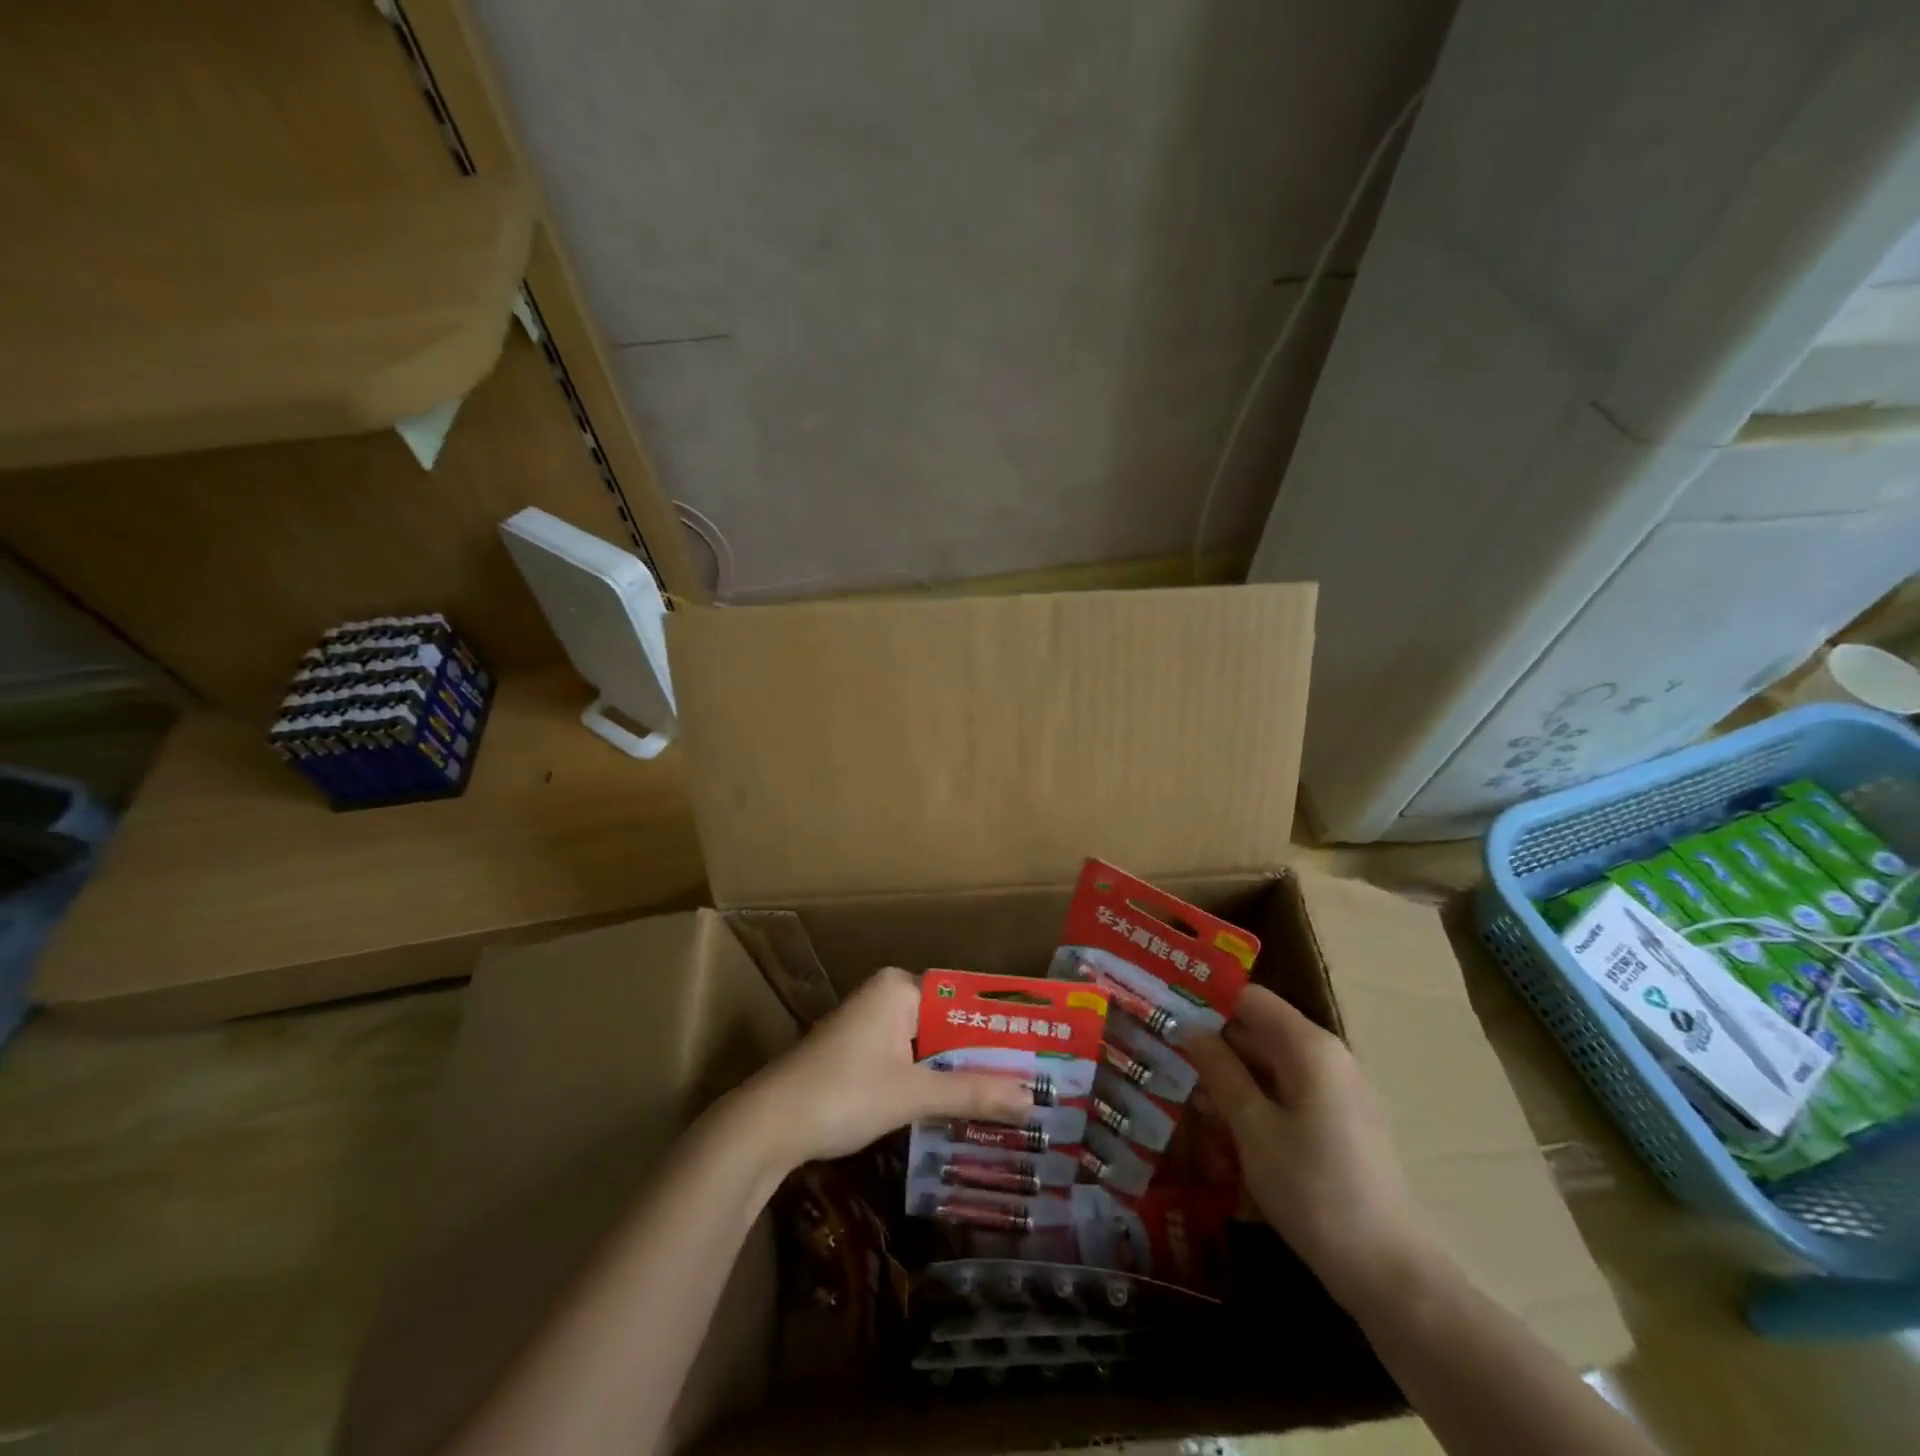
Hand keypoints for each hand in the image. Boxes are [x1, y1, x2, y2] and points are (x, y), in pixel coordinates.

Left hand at [737, 967, 1035, 1167]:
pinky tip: (964, 1107)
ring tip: (1012, 1095)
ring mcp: (871, 1026)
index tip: (1039, 1048)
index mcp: (899, 987)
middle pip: (949, 1024)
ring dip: (961, 1072)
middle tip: (1035, 1079)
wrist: (767, 1126)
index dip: (1001, 1025)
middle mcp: (887, 996)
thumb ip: (971, 1093)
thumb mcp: (911, 1094)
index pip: (964, 999)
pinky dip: (934, 1081)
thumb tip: (1032, 1098)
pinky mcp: (860, 1054)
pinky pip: (911, 1060)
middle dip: (984, 1054)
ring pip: (931, 1046)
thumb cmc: (842, 1093)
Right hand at [1185, 985, 1438, 1310]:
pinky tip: (1216, 1126)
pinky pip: (1282, 1093)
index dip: (1206, 1000)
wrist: (1387, 1272)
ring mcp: (1333, 1091)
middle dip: (1211, 1042)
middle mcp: (1325, 1056)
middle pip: (1257, 1029)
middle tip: (1160, 1053)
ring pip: (1266, 1064)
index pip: (1249, 997)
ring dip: (1226, 1076)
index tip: (1165, 1011)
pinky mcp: (1334, 1122)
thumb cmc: (1313, 1189)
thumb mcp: (1252, 1127)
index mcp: (1309, 1046)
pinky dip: (1250, 1100)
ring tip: (1178, 1092)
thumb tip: (1189, 1027)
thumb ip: (1219, 1070)